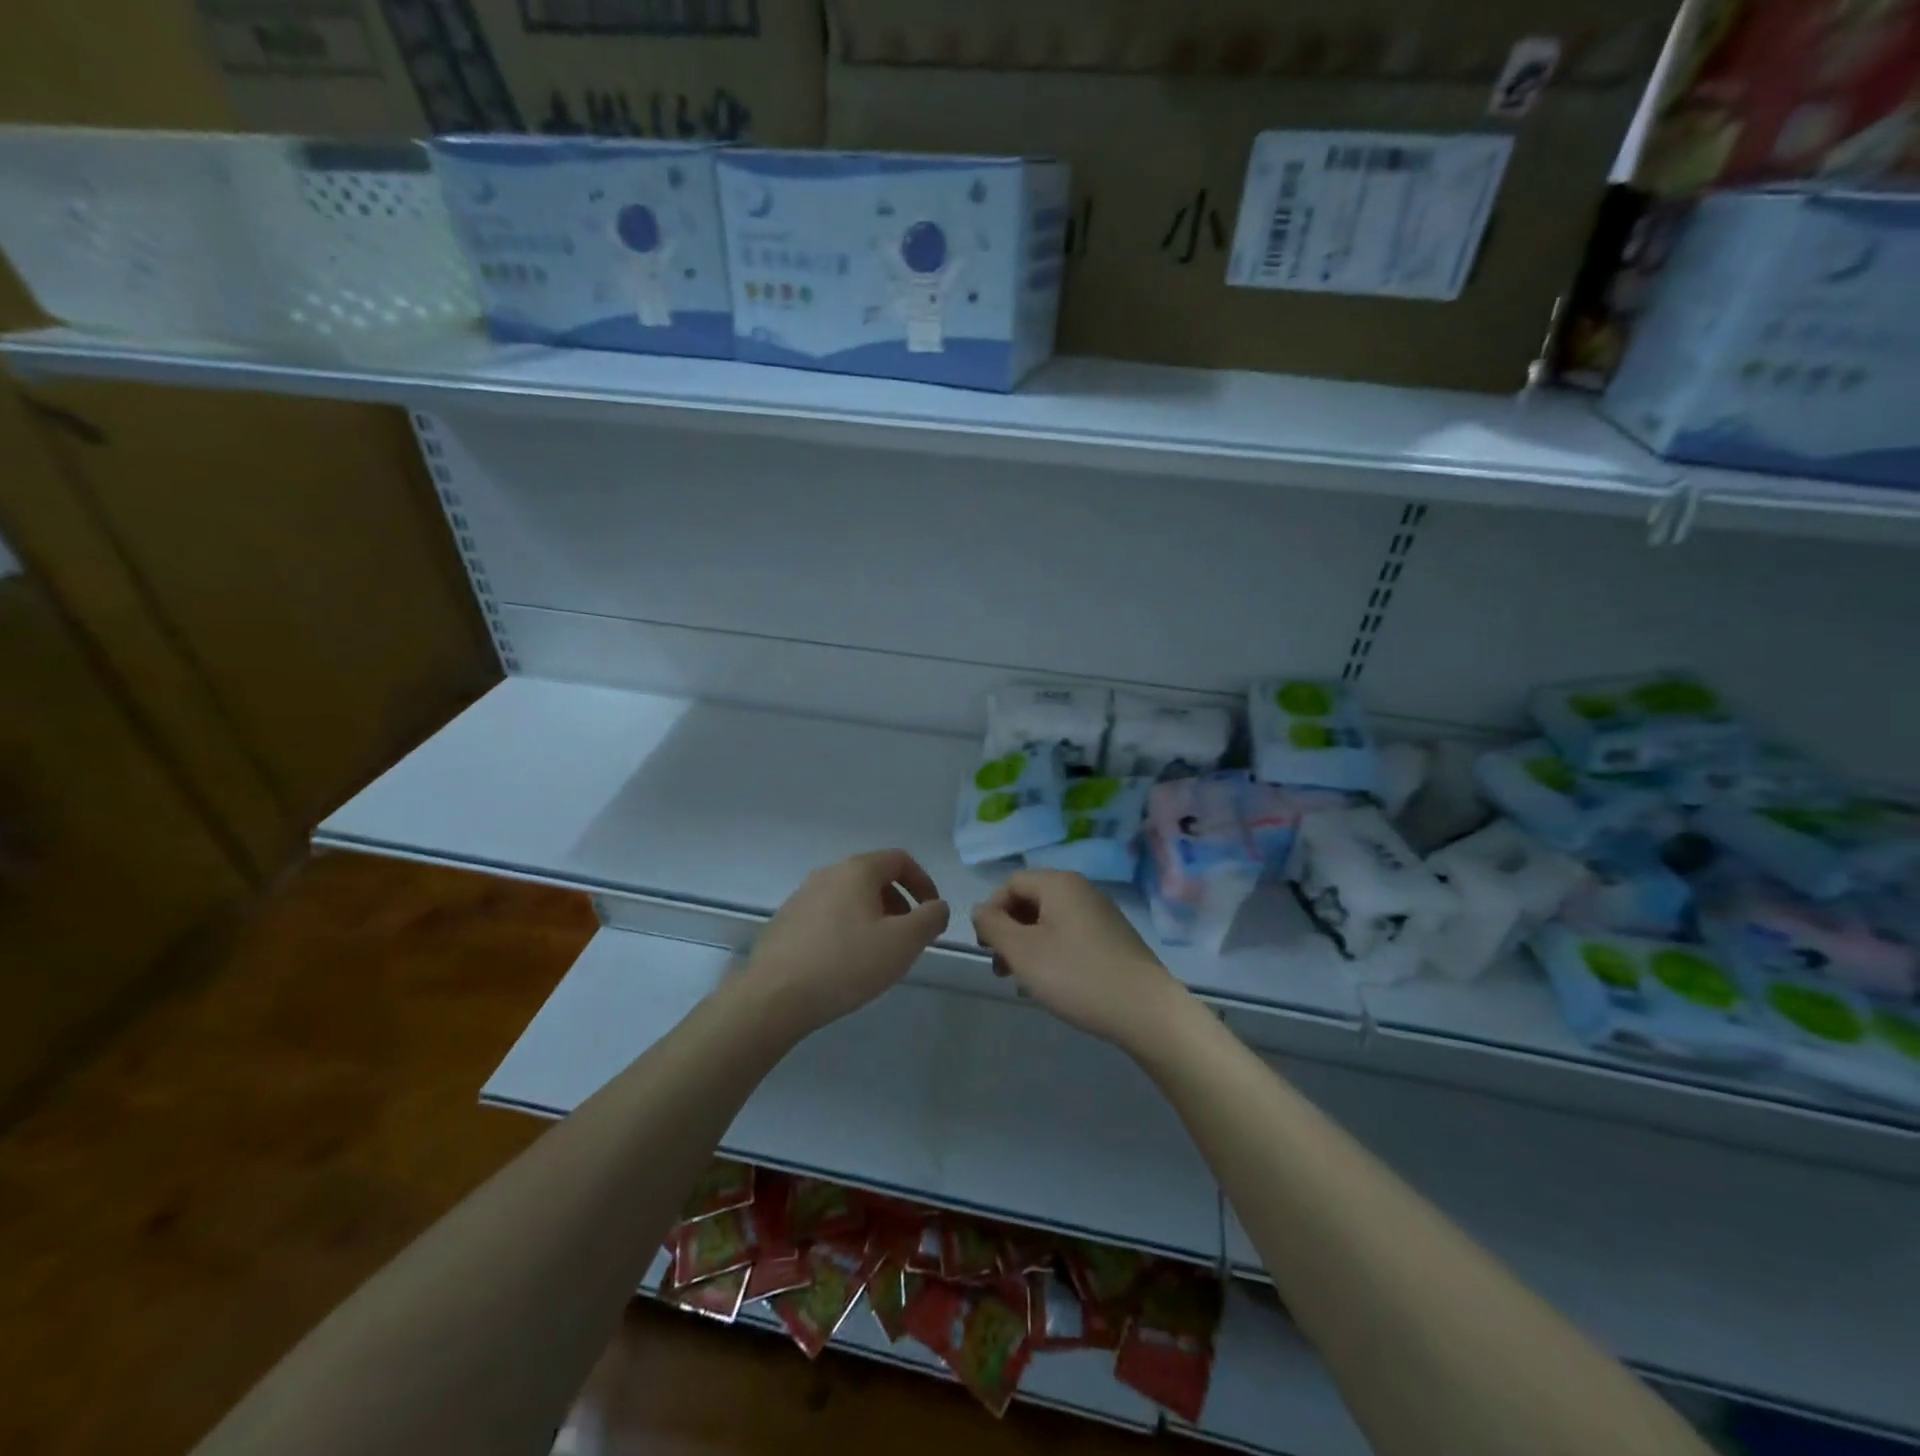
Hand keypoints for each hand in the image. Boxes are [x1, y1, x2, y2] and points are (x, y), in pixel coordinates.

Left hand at [743, 849, 949, 1034]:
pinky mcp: (785, 922)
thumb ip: (930, 918)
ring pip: (850, 898)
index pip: (900, 860)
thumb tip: (937, 907)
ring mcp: (802, 897)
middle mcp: (827, 874)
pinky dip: (846, 930)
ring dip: (873, 918)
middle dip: (899, 904)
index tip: (932, 913)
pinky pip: (827, 917)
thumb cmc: (846, 963)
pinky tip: (845, 964)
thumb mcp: (903, 943)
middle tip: (908, 938)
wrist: (774, 997)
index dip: (923, 883)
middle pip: (874, 878)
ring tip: (878, 954)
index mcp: (857, 870)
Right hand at [971, 869, 1184, 1051]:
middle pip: (1031, 901)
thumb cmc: (1075, 975)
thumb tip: (980, 910)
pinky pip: (1071, 937)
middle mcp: (1082, 890)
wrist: (1145, 1010)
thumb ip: (993, 926)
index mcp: (1059, 884)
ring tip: (1023, 983)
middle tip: (1001, 969)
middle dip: (1009, 933)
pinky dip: (1053, 954)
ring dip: (1029, 947)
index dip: (991, 912)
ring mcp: (1101, 914)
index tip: (985, 948)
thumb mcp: (1022, 951)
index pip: (1010, 884)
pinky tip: (1053, 986)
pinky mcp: (1114, 939)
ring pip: (1050, 922)